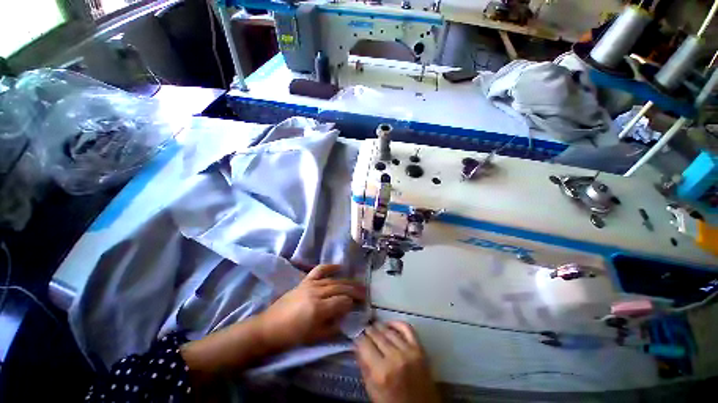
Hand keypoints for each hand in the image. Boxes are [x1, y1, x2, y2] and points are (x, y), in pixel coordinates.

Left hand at [257, 264, 365, 349]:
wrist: (269, 327)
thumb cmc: (292, 336)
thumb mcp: (315, 337)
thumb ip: (334, 326)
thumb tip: (347, 316)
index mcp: (318, 309)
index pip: (342, 301)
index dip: (352, 303)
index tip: (359, 305)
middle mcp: (316, 293)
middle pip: (340, 288)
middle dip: (354, 290)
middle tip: (365, 292)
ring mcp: (310, 284)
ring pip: (333, 280)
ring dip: (347, 281)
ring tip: (358, 284)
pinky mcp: (305, 281)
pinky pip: (319, 270)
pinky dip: (330, 267)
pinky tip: (340, 266)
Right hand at [355, 322, 440, 402]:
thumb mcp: (373, 392)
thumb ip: (364, 368)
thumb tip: (357, 347)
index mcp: (381, 372)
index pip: (364, 344)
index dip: (358, 339)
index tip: (356, 338)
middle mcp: (395, 358)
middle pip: (376, 334)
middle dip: (367, 331)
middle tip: (364, 331)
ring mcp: (409, 351)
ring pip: (389, 330)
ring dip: (379, 326)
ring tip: (374, 327)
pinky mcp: (420, 349)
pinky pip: (406, 328)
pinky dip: (396, 323)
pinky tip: (389, 325)